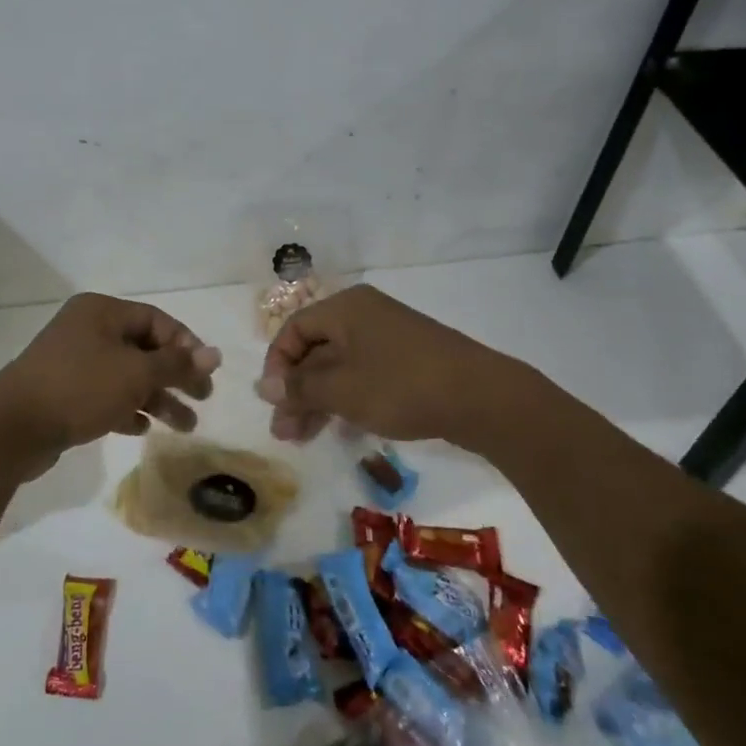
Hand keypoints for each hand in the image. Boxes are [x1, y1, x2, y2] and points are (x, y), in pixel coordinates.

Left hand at [0, 293, 220, 467]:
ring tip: (185, 427)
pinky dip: (126, 408)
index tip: (205, 373)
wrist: (12, 427)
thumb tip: (215, 353)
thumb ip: (176, 364)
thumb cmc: (80, 388)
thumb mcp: (136, 374)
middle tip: (203, 399)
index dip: (185, 344)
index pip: (156, 320)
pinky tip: (141, 429)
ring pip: (126, 376)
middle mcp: (87, 330)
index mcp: (102, 312)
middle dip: (175, 375)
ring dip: (156, 398)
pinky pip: (104, 395)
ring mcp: (73, 361)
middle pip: (143, 348)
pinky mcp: (63, 392)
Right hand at [255, 285, 538, 445]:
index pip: (294, 329)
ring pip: (339, 367)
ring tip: (304, 438)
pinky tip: (341, 432)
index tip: (273, 402)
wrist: (481, 398)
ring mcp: (389, 337)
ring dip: (318, 400)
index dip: (277, 365)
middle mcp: (364, 315)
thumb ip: (300, 387)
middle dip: (297, 391)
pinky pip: (364, 375)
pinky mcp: (408, 361)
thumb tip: (264, 387)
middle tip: (284, 431)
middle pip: (316, 350)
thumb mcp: (341, 390)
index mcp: (345, 308)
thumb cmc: (401, 386)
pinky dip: (347, 399)